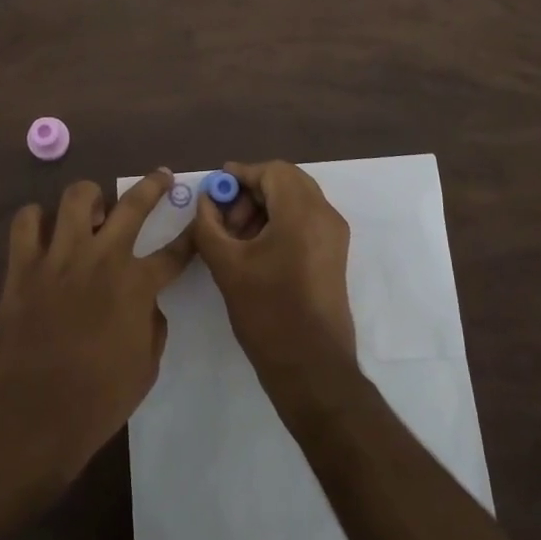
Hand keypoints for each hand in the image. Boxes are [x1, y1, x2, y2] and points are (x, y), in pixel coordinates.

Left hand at [0, 171, 193, 492]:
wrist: (31, 419)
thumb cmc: (96, 402)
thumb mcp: (146, 368)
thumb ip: (152, 324)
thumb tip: (146, 301)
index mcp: (136, 285)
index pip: (174, 252)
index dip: (190, 238)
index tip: (197, 226)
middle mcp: (101, 259)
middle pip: (133, 204)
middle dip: (153, 185)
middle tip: (161, 177)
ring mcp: (59, 257)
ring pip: (77, 197)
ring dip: (91, 198)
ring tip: (94, 210)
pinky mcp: (23, 266)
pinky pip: (26, 221)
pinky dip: (37, 219)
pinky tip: (45, 231)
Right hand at [190, 160, 355, 391]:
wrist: (312, 368)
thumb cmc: (267, 313)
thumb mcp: (227, 265)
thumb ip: (209, 225)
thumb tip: (206, 200)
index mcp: (302, 212)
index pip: (272, 171)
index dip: (240, 175)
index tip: (214, 189)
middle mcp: (325, 215)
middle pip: (286, 181)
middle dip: (251, 191)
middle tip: (224, 216)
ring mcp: (334, 235)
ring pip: (296, 200)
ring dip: (264, 207)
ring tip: (235, 237)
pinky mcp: (334, 255)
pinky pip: (305, 220)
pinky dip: (280, 221)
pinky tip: (255, 248)